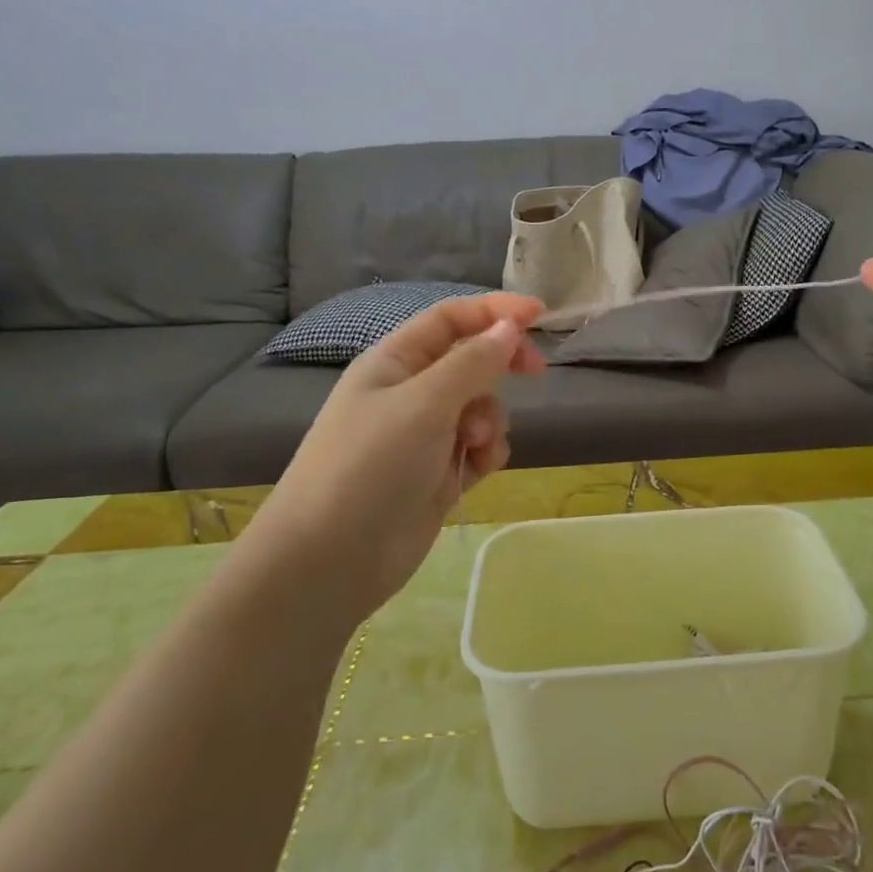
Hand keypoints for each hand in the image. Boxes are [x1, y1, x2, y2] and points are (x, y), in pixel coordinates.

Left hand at [250, 292, 545, 614]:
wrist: (332, 560)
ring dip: (491, 419)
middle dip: (501, 364)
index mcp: (394, 362)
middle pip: (470, 360)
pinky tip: (477, 469)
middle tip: (535, 371)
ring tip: (476, 444)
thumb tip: (509, 326)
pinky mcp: (438, 473)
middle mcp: (410, 392)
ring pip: (481, 406)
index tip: (540, 314)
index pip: (451, 319)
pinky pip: (478, 447)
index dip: (495, 311)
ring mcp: (425, 435)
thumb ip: (473, 363)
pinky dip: (486, 452)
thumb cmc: (371, 466)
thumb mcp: (424, 404)